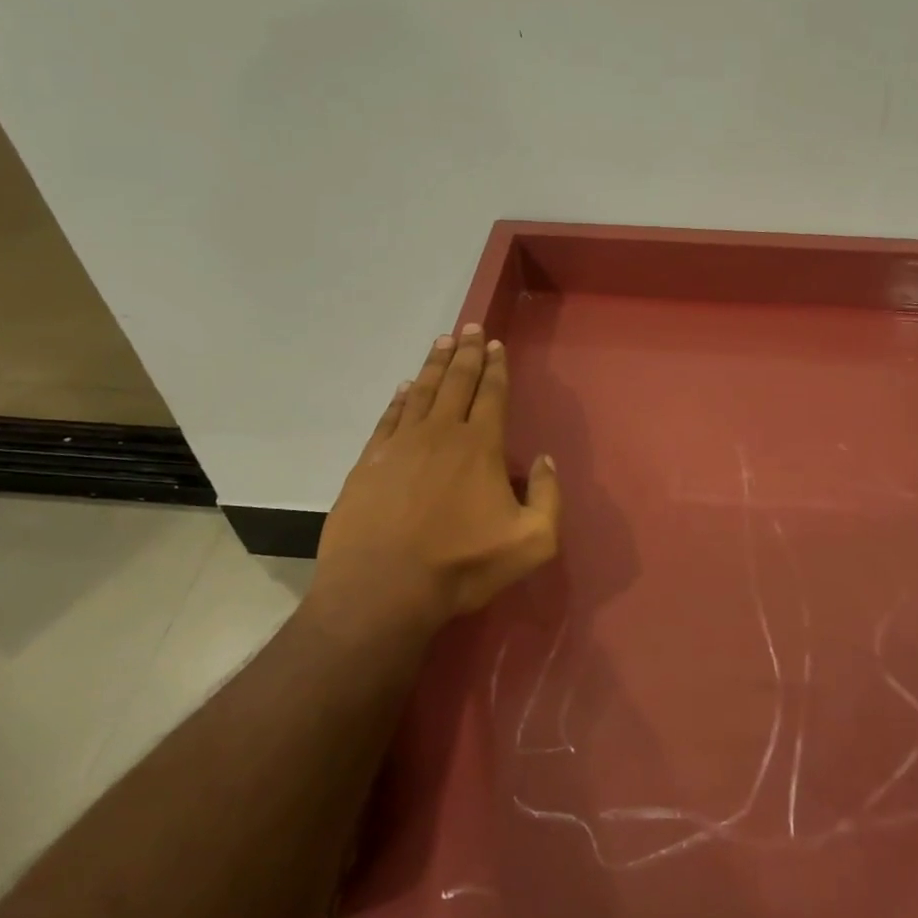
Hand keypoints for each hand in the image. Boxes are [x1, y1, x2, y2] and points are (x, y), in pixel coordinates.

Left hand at [310, 325, 560, 635]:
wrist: (382, 590)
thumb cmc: (461, 566)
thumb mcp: (532, 542)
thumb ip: (548, 497)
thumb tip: (545, 460)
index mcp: (481, 447)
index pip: (491, 394)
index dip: (495, 367)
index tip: (495, 344)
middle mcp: (441, 433)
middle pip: (456, 382)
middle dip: (465, 353)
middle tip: (469, 328)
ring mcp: (400, 445)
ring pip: (420, 392)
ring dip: (433, 365)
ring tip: (441, 342)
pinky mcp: (369, 462)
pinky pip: (389, 418)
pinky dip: (399, 399)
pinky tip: (404, 388)